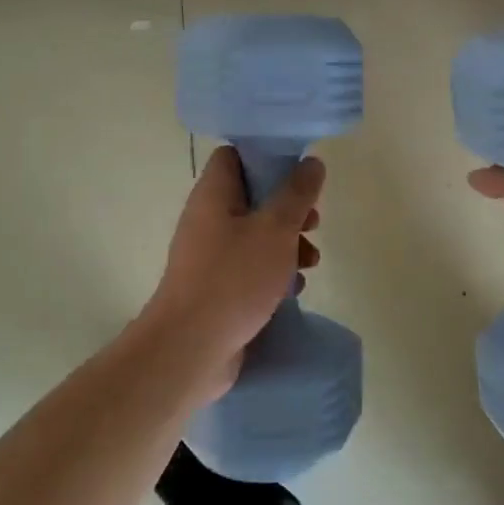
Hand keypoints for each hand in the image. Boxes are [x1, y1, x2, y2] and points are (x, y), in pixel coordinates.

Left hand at [138, 145, 324, 395]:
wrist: (190, 348)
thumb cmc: (234, 278)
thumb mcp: (275, 230)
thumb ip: (297, 194)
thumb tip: (312, 162)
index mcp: (214, 194)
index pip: (235, 156)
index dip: (266, 156)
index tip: (299, 171)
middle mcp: (208, 219)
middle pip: (253, 196)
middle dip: (289, 208)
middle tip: (313, 223)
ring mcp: (211, 255)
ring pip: (256, 234)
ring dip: (288, 244)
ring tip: (311, 261)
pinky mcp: (218, 286)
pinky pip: (251, 267)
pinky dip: (275, 273)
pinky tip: (295, 290)